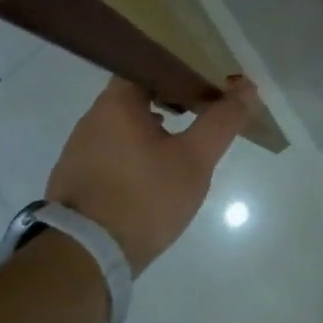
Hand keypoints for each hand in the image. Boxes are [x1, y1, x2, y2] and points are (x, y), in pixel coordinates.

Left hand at [45, 74, 257, 274]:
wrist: (85, 258)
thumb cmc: (144, 199)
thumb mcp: (194, 160)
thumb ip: (221, 121)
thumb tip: (246, 87)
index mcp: (117, 102)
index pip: (150, 64)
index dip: (181, 68)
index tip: (207, 82)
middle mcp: (92, 117)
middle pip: (137, 93)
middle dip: (171, 99)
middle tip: (203, 112)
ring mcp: (79, 148)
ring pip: (124, 124)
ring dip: (152, 128)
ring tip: (183, 142)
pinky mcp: (75, 176)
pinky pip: (111, 150)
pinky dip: (135, 151)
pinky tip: (153, 173)